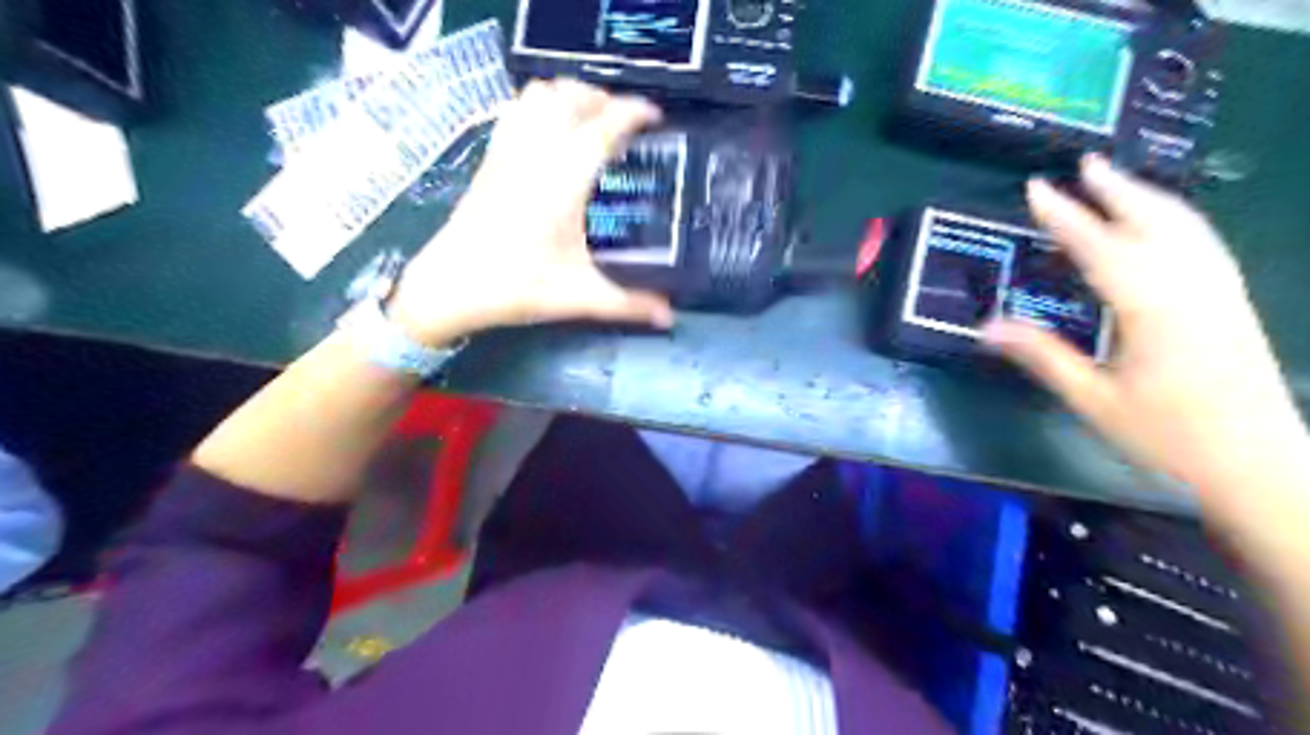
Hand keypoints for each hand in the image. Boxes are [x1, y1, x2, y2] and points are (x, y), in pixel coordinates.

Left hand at [385, 77, 673, 340]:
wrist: (448, 287)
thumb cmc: (515, 286)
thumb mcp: (579, 297)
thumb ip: (629, 304)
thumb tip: (670, 318)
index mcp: (563, 179)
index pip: (604, 125)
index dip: (634, 112)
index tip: (658, 117)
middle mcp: (536, 152)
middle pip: (571, 96)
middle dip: (604, 98)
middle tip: (627, 124)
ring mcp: (508, 150)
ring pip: (539, 94)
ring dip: (570, 96)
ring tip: (592, 121)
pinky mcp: (490, 157)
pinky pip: (516, 110)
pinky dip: (540, 105)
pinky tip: (551, 132)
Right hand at [989, 155, 1303, 497]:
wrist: (1260, 464)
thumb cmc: (1168, 436)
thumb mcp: (1092, 398)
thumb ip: (1041, 355)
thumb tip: (986, 327)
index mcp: (1154, 308)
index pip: (1100, 247)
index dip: (1064, 215)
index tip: (1036, 188)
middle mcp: (1193, 287)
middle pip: (1153, 220)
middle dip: (1116, 188)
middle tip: (1083, 162)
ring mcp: (1221, 290)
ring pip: (1186, 225)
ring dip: (1147, 196)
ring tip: (1116, 179)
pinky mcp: (1233, 301)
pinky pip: (1202, 241)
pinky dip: (1175, 218)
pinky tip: (1161, 222)